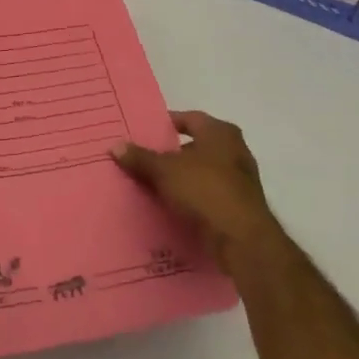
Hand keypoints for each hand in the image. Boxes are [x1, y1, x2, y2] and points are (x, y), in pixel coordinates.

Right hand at [113, 110, 281, 278]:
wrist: (242, 239)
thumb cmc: (205, 190)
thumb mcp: (164, 171)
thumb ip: (140, 157)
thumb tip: (115, 146)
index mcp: (220, 133)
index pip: (188, 118)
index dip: (165, 124)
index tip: (143, 132)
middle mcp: (234, 151)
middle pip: (195, 146)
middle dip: (170, 153)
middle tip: (142, 158)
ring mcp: (239, 180)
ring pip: (201, 172)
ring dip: (180, 177)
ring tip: (151, 183)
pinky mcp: (239, 206)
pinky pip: (207, 195)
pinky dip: (191, 197)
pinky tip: (170, 206)